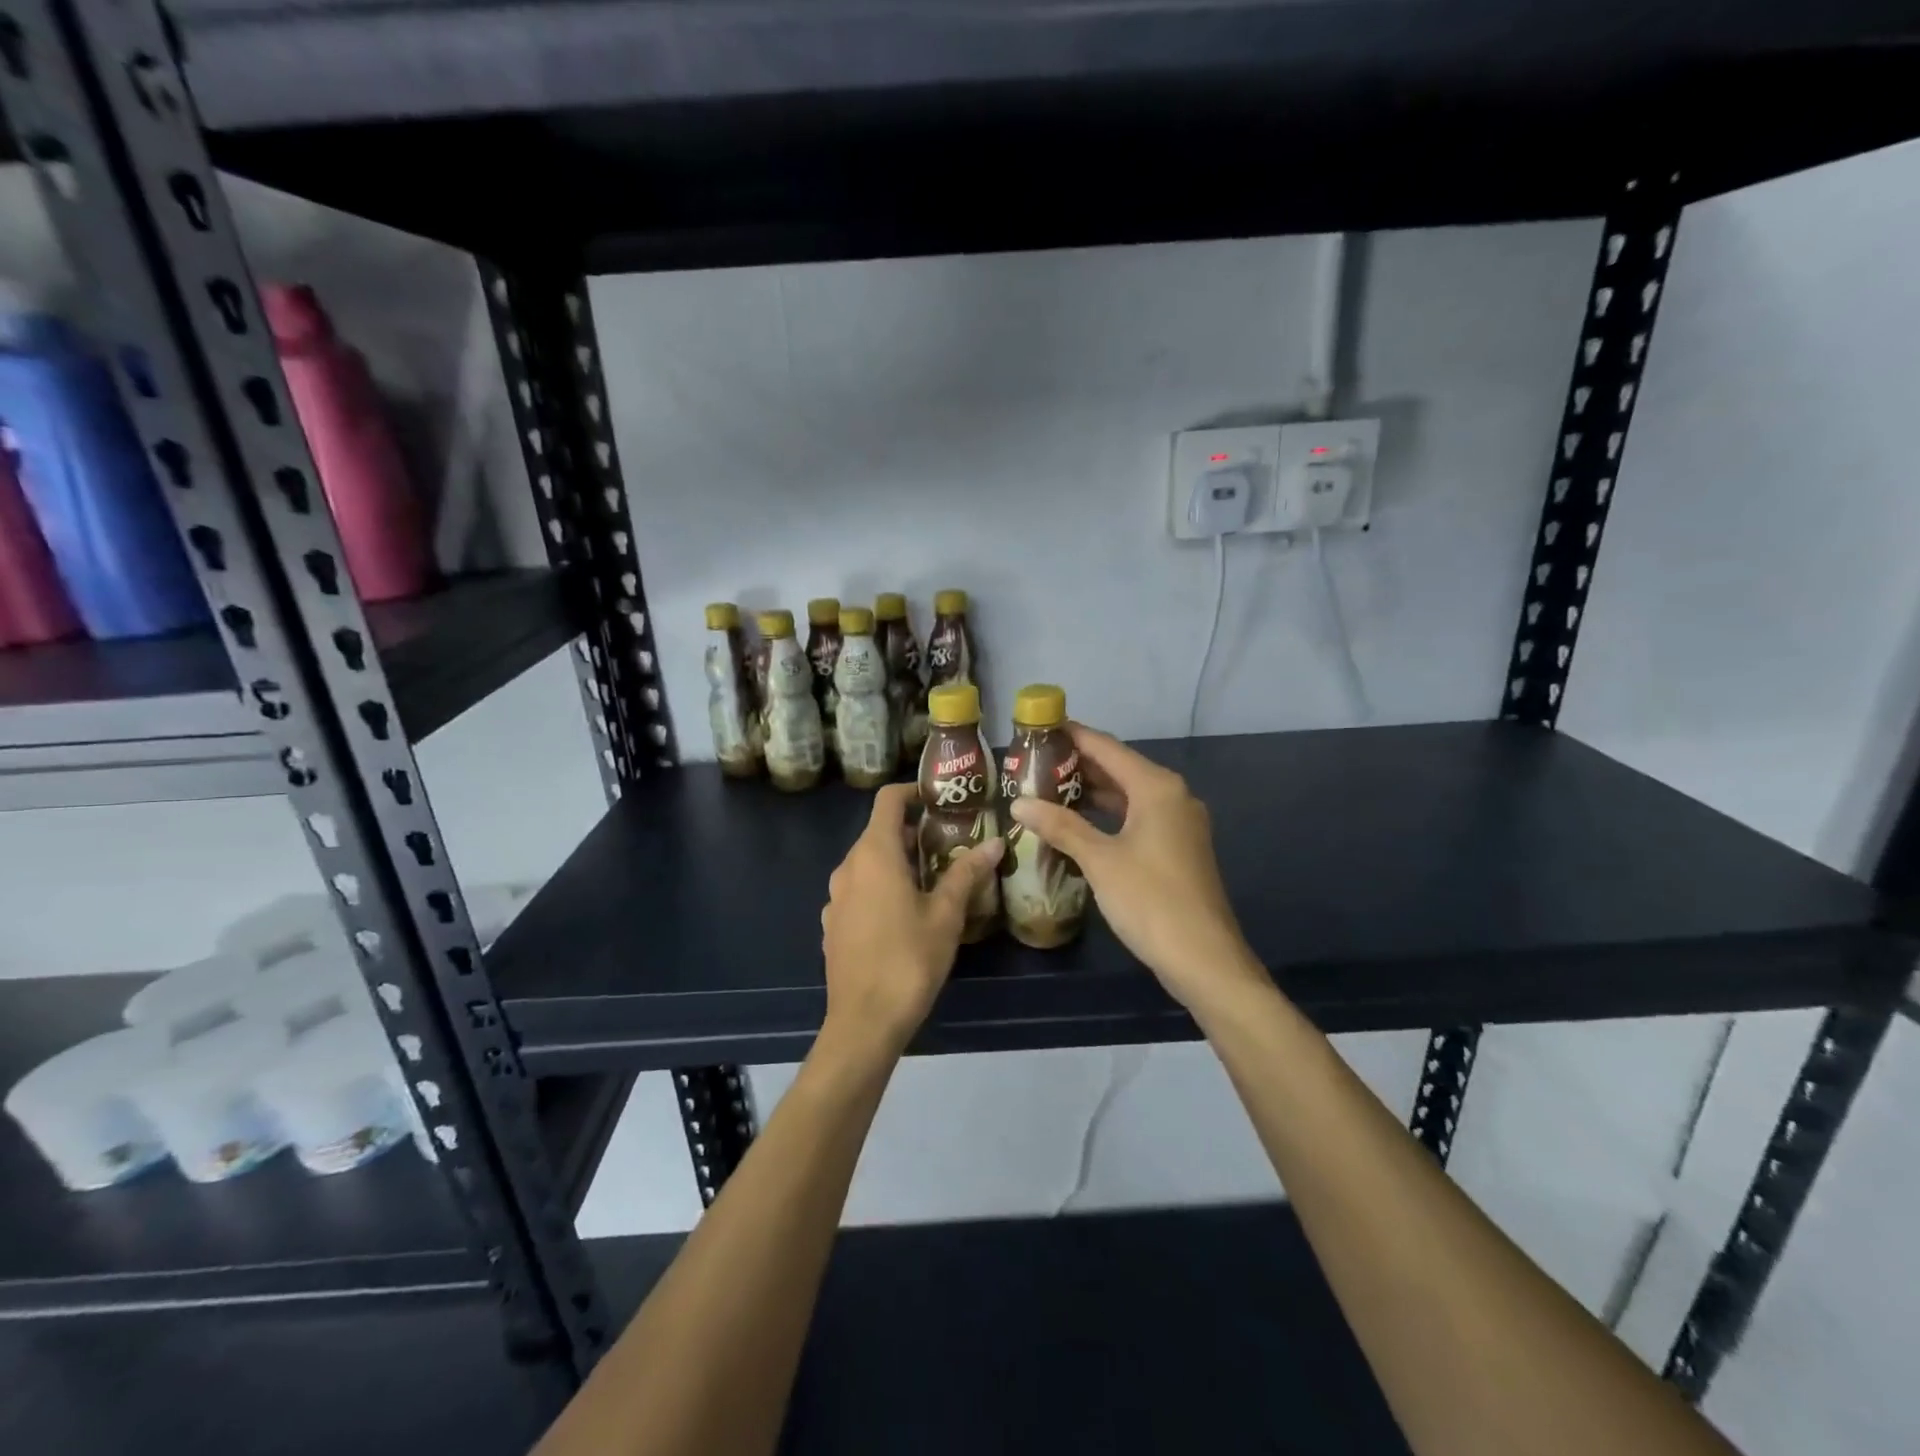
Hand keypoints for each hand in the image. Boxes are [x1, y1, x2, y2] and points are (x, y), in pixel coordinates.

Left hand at [820, 783, 1003, 1053]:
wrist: (864, 1021)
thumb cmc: (909, 959)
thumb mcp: (946, 914)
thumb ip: (966, 873)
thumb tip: (995, 842)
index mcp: (874, 854)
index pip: (888, 800)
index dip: (913, 791)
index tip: (940, 798)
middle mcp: (848, 867)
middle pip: (879, 832)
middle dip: (913, 831)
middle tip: (950, 842)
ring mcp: (835, 897)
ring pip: (868, 862)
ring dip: (898, 860)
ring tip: (934, 876)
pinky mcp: (832, 924)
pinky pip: (859, 890)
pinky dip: (881, 886)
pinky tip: (905, 912)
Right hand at [1009, 724, 1263, 1010]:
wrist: (1204, 958)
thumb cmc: (1151, 900)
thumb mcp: (1100, 860)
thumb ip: (1061, 826)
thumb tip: (1020, 803)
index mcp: (1156, 787)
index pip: (1106, 747)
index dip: (1072, 736)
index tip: (1038, 728)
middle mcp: (1172, 796)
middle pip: (1118, 768)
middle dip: (1077, 765)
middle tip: (1033, 763)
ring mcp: (1178, 823)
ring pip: (1128, 795)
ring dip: (1091, 792)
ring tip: (1046, 789)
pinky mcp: (1178, 848)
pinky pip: (1136, 817)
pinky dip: (1107, 815)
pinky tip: (1078, 824)